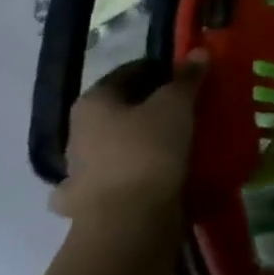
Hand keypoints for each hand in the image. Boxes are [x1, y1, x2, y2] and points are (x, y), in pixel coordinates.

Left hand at [48, 51, 204, 224]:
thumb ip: (187, 77)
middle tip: (185, 107)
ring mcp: (76, 171)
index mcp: (93, 102)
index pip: (130, 72)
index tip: (187, 78)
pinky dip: (126, 175)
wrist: (127, 222)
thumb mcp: (176, 104)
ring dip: (136, 140)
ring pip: (112, 144)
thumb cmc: (149, 150)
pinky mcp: (85, 204)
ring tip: (172, 142)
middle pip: (120, 108)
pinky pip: (111, 178)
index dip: (161, 70)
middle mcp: (77, 132)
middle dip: (150, 105)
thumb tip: (197, 52)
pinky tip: (144, 177)